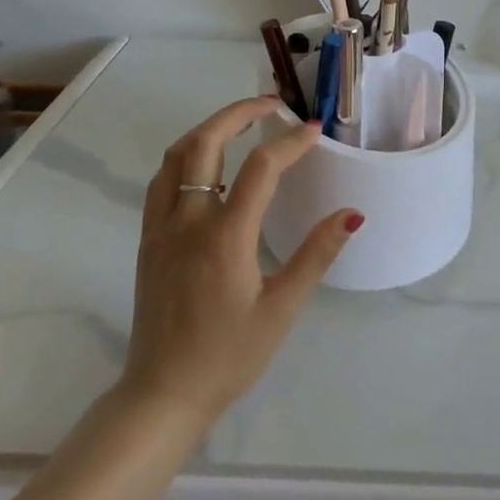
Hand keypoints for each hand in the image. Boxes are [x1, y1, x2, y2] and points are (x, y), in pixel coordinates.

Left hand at [119, 96, 360, 424]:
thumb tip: (352, 214)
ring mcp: (160, 229)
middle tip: (272, 105)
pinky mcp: (147, 240)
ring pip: (175, 156)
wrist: (162, 394)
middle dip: (239, 113)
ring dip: (209, 129)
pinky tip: (209, 164)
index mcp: (224, 238)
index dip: (289, 143)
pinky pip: (161, 180)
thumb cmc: (229, 356)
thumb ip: (316, 255)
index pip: (259, 169)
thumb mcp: (281, 309)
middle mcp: (186, 222)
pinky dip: (187, 156)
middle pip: (204, 143)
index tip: (314, 131)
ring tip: (242, 123)